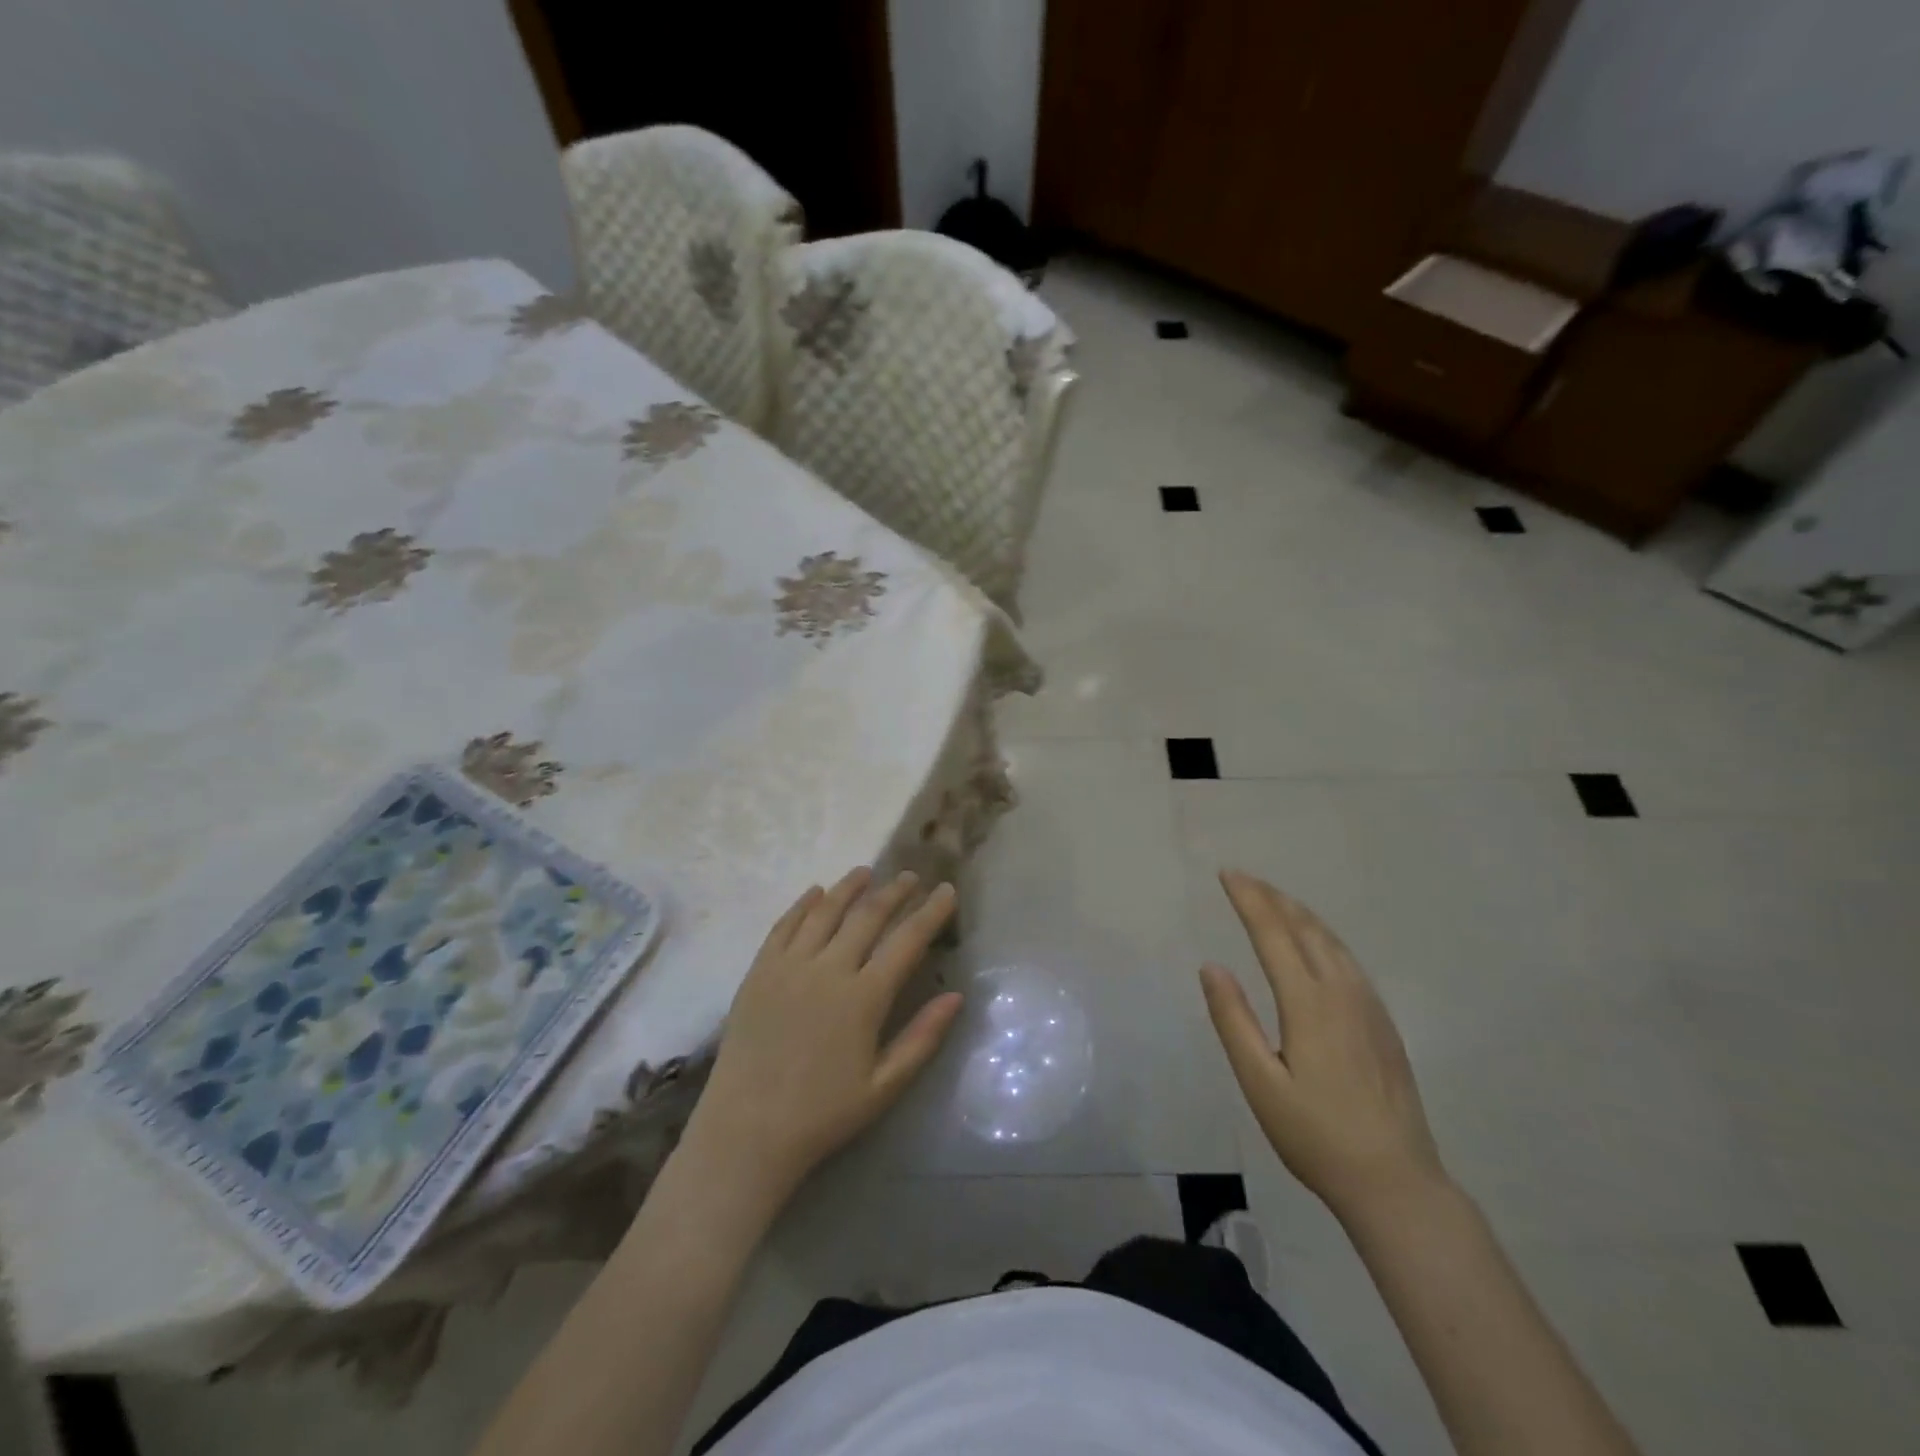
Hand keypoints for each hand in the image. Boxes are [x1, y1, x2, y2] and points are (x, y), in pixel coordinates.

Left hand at [686, 868, 962, 1202]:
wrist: (746, 1132)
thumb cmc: (823, 1114)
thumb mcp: (884, 1086)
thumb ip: (922, 1038)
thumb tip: (956, 996)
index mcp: (864, 997)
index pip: (907, 941)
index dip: (930, 912)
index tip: (947, 890)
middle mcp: (828, 970)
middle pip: (867, 916)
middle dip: (893, 892)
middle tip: (909, 876)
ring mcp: (789, 966)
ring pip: (824, 911)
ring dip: (849, 888)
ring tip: (865, 872)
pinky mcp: (759, 971)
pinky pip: (784, 925)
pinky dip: (802, 904)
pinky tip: (815, 892)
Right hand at [1199, 870, 1447, 1221]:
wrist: (1396, 1182)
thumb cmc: (1316, 1135)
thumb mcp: (1260, 1083)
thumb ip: (1234, 1021)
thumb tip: (1211, 966)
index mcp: (1308, 1003)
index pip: (1273, 933)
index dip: (1249, 899)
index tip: (1227, 874)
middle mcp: (1342, 992)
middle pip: (1305, 928)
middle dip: (1272, 897)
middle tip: (1244, 878)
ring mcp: (1369, 1006)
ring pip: (1332, 941)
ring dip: (1300, 913)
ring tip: (1275, 900)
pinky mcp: (1383, 1024)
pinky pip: (1349, 960)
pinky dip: (1323, 936)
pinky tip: (1317, 944)